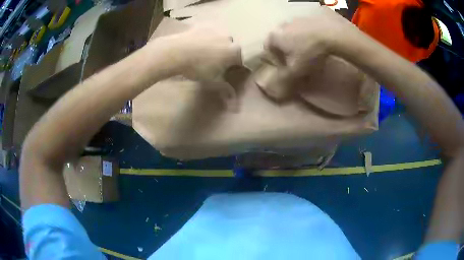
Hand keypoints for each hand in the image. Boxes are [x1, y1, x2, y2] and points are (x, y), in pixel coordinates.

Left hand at [151, 25, 242, 81]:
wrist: (176, 52)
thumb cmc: (197, 68)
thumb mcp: (212, 80)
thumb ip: (225, 87)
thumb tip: (233, 100)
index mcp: (234, 52)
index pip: (241, 60)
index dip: (235, 67)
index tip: (228, 71)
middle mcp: (229, 38)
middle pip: (231, 48)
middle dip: (226, 55)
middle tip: (214, 63)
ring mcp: (216, 30)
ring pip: (220, 39)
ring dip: (216, 45)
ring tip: (204, 53)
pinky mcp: (204, 25)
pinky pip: (209, 32)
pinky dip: (206, 38)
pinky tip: (197, 44)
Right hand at [258, 7, 356, 99]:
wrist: (331, 34)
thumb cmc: (309, 52)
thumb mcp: (296, 70)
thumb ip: (282, 79)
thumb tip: (269, 88)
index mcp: (274, 37)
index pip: (268, 50)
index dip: (275, 61)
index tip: (285, 68)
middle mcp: (281, 26)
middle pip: (279, 41)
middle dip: (286, 52)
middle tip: (297, 62)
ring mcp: (295, 20)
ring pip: (291, 35)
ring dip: (297, 44)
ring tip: (308, 54)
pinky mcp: (308, 19)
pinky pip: (303, 30)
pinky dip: (307, 38)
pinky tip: (316, 45)